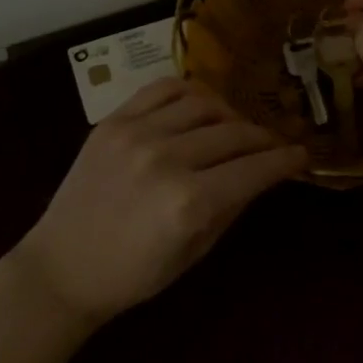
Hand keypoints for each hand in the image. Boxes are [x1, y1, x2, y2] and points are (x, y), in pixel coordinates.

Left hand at [10, 78, 306, 324]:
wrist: (62, 267)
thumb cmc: (133, 274)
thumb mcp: (194, 253)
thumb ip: (232, 206)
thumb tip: (263, 173)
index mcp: (189, 203)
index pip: (254, 169)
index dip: (284, 160)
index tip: (301, 155)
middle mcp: (167, 159)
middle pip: (234, 133)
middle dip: (262, 139)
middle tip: (272, 145)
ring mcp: (137, 133)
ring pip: (203, 103)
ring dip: (230, 114)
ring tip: (234, 127)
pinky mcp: (114, 121)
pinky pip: (163, 89)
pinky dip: (190, 92)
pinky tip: (199, 107)